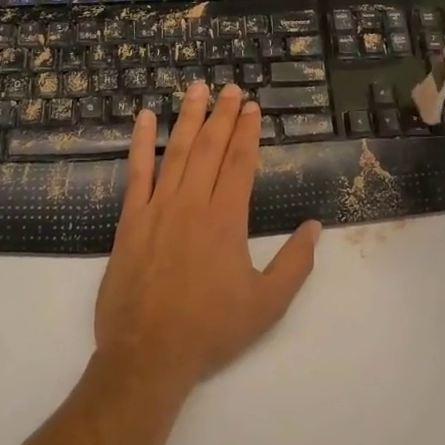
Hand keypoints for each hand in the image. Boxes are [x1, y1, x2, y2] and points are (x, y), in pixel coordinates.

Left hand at [95, 84, 320, 395]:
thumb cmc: (211, 330)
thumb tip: (314, 227)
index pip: (239, 163)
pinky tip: (143, 119)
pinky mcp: (130, 221)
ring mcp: (157, 209)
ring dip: (188, 118)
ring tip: (196, 89)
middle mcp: (191, 204)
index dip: (247, 132)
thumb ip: (295, 263)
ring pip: (176, 152)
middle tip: (230, 88)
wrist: (147, 356)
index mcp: (225, 220)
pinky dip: (141, 144)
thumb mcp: (267, 304)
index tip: (252, 107)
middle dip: (222, 115)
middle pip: (210, 148)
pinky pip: (136, 173)